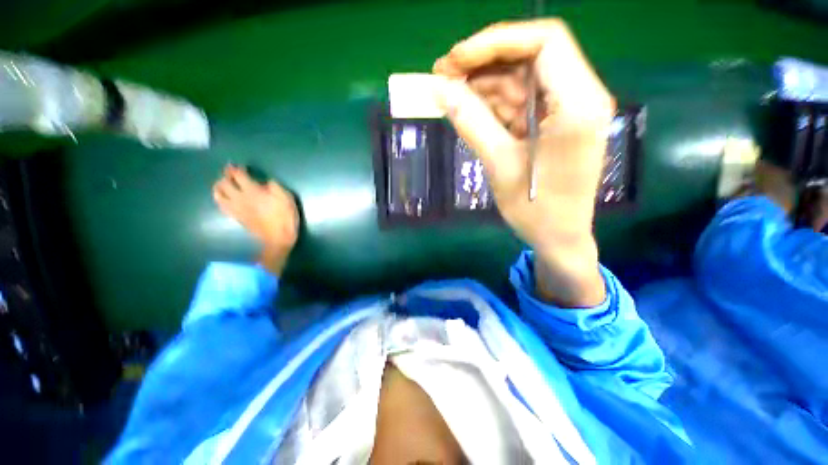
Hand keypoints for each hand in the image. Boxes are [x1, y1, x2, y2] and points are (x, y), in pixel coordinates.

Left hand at [213, 165, 299, 274]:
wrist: (278, 237)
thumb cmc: (285, 217)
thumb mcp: (287, 198)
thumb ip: (275, 187)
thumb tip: (266, 182)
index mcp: (253, 191)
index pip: (238, 176)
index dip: (236, 169)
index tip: (238, 166)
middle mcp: (240, 198)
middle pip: (224, 183)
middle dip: (225, 176)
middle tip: (230, 173)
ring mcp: (236, 208)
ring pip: (218, 194)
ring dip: (219, 187)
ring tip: (223, 184)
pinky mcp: (236, 217)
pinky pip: (221, 206)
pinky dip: (220, 199)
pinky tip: (224, 198)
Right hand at [433, 20, 614, 306]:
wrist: (558, 237)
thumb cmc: (535, 211)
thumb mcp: (499, 165)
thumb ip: (471, 122)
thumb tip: (439, 89)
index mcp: (578, 104)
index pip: (543, 42)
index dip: (495, 42)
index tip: (456, 60)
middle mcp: (581, 96)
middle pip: (530, 57)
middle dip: (484, 63)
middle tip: (443, 77)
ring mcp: (568, 110)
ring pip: (522, 79)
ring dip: (485, 85)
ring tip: (450, 96)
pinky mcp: (555, 124)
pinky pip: (521, 102)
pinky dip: (494, 105)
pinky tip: (470, 111)